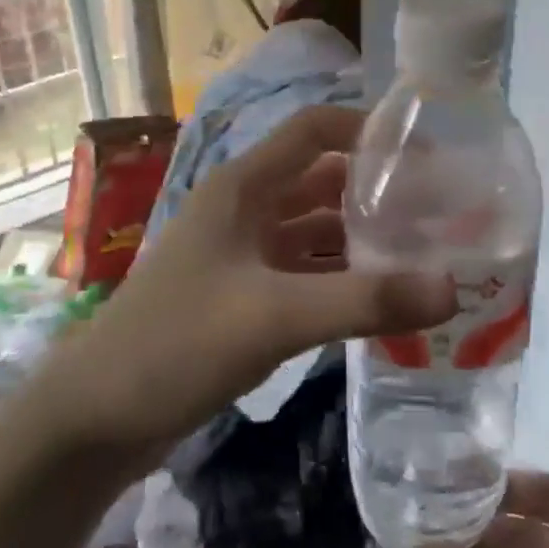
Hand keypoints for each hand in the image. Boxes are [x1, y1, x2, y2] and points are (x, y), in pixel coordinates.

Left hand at [41, 105, 454, 468]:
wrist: (96, 418)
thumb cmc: (176, 345)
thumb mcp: (274, 316)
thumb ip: (363, 301)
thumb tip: (452, 288)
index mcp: (243, 186)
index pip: (314, 130)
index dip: (366, 129)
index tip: (426, 152)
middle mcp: (244, 209)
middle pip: (321, 181)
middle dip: (376, 191)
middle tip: (441, 212)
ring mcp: (242, 254)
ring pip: (314, 231)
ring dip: (362, 240)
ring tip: (425, 256)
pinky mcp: (242, 296)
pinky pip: (304, 273)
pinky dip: (340, 280)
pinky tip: (381, 301)